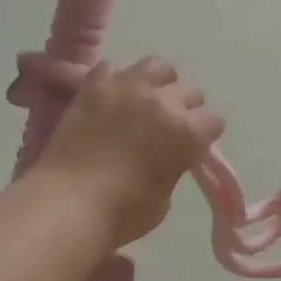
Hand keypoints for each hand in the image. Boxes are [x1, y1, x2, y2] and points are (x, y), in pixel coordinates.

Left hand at [35, 57, 224, 249]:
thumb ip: (173, 166)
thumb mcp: (164, 197)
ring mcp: (128, 88)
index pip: (213, 120)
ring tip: (145, 101)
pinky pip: (114, 67)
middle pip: (189, 90)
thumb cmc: (122, 213)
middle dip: (184, 108)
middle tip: (167, 127)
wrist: (68, 204)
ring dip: (157, 83)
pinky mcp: (95, 85)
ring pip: (157, 66)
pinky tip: (111, 99)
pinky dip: (117, 81)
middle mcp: (164, 102)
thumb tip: (167, 155)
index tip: (192, 147)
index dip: (204, 135)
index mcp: (188, 132)